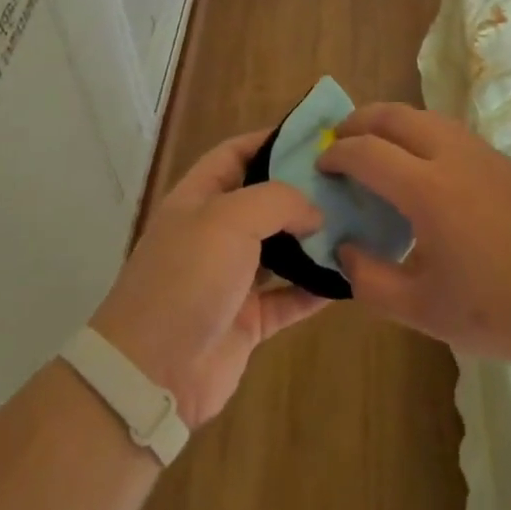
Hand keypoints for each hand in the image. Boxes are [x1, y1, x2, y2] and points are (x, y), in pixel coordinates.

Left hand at [90, 131, 330, 429]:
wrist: (153, 372)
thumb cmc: (187, 278)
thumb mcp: (229, 219)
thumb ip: (278, 201)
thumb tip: (315, 211)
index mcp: (198, 198)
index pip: (235, 154)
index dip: (270, 140)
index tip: (316, 137)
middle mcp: (214, 233)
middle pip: (262, 200)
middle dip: (301, 190)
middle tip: (348, 182)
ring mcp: (230, 278)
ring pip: (279, 249)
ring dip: (313, 239)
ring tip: (357, 224)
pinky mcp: (247, 320)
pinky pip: (288, 297)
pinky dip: (315, 289)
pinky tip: (349, 278)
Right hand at [320, 103, 510, 370]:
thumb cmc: (505, 311)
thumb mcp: (426, 312)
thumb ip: (372, 282)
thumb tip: (346, 249)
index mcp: (427, 188)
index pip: (366, 151)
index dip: (336, 155)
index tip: (320, 167)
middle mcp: (452, 155)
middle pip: (393, 114)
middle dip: (358, 121)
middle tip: (339, 143)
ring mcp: (484, 153)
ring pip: (425, 117)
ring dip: (391, 124)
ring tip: (376, 151)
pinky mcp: (506, 162)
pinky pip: (450, 132)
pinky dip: (420, 135)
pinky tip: (423, 173)